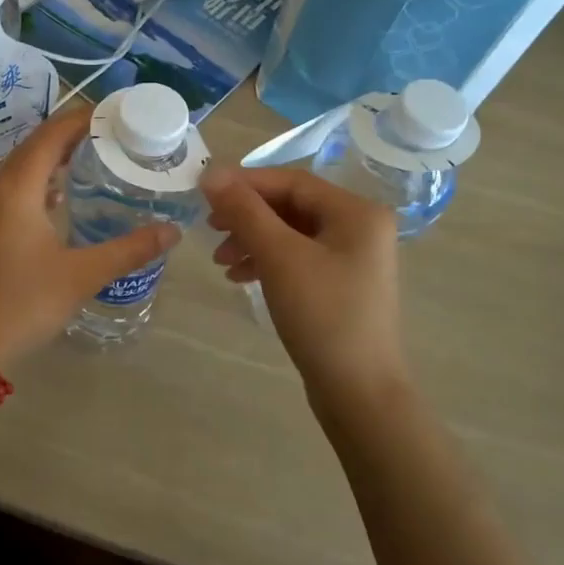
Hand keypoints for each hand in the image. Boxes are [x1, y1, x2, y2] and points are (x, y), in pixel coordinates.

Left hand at [0, 105, 179, 365]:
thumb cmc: (23, 303)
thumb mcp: (82, 275)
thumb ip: (129, 250)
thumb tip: (172, 231)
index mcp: (15, 190)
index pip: (50, 136)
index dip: (81, 119)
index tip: (115, 113)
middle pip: (34, 147)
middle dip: (71, 136)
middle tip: (113, 135)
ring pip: (21, 169)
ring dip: (53, 159)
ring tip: (93, 157)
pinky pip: (12, 190)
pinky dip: (38, 183)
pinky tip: (60, 197)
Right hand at [202, 166, 408, 417]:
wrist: (358, 391)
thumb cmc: (322, 315)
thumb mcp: (279, 256)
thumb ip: (245, 211)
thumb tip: (211, 173)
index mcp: (356, 212)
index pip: (292, 181)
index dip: (245, 183)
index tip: (204, 193)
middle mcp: (360, 227)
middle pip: (291, 206)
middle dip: (247, 216)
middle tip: (210, 229)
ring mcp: (352, 258)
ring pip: (291, 234)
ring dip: (252, 240)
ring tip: (221, 261)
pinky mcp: (341, 285)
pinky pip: (297, 258)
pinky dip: (267, 262)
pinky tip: (240, 277)